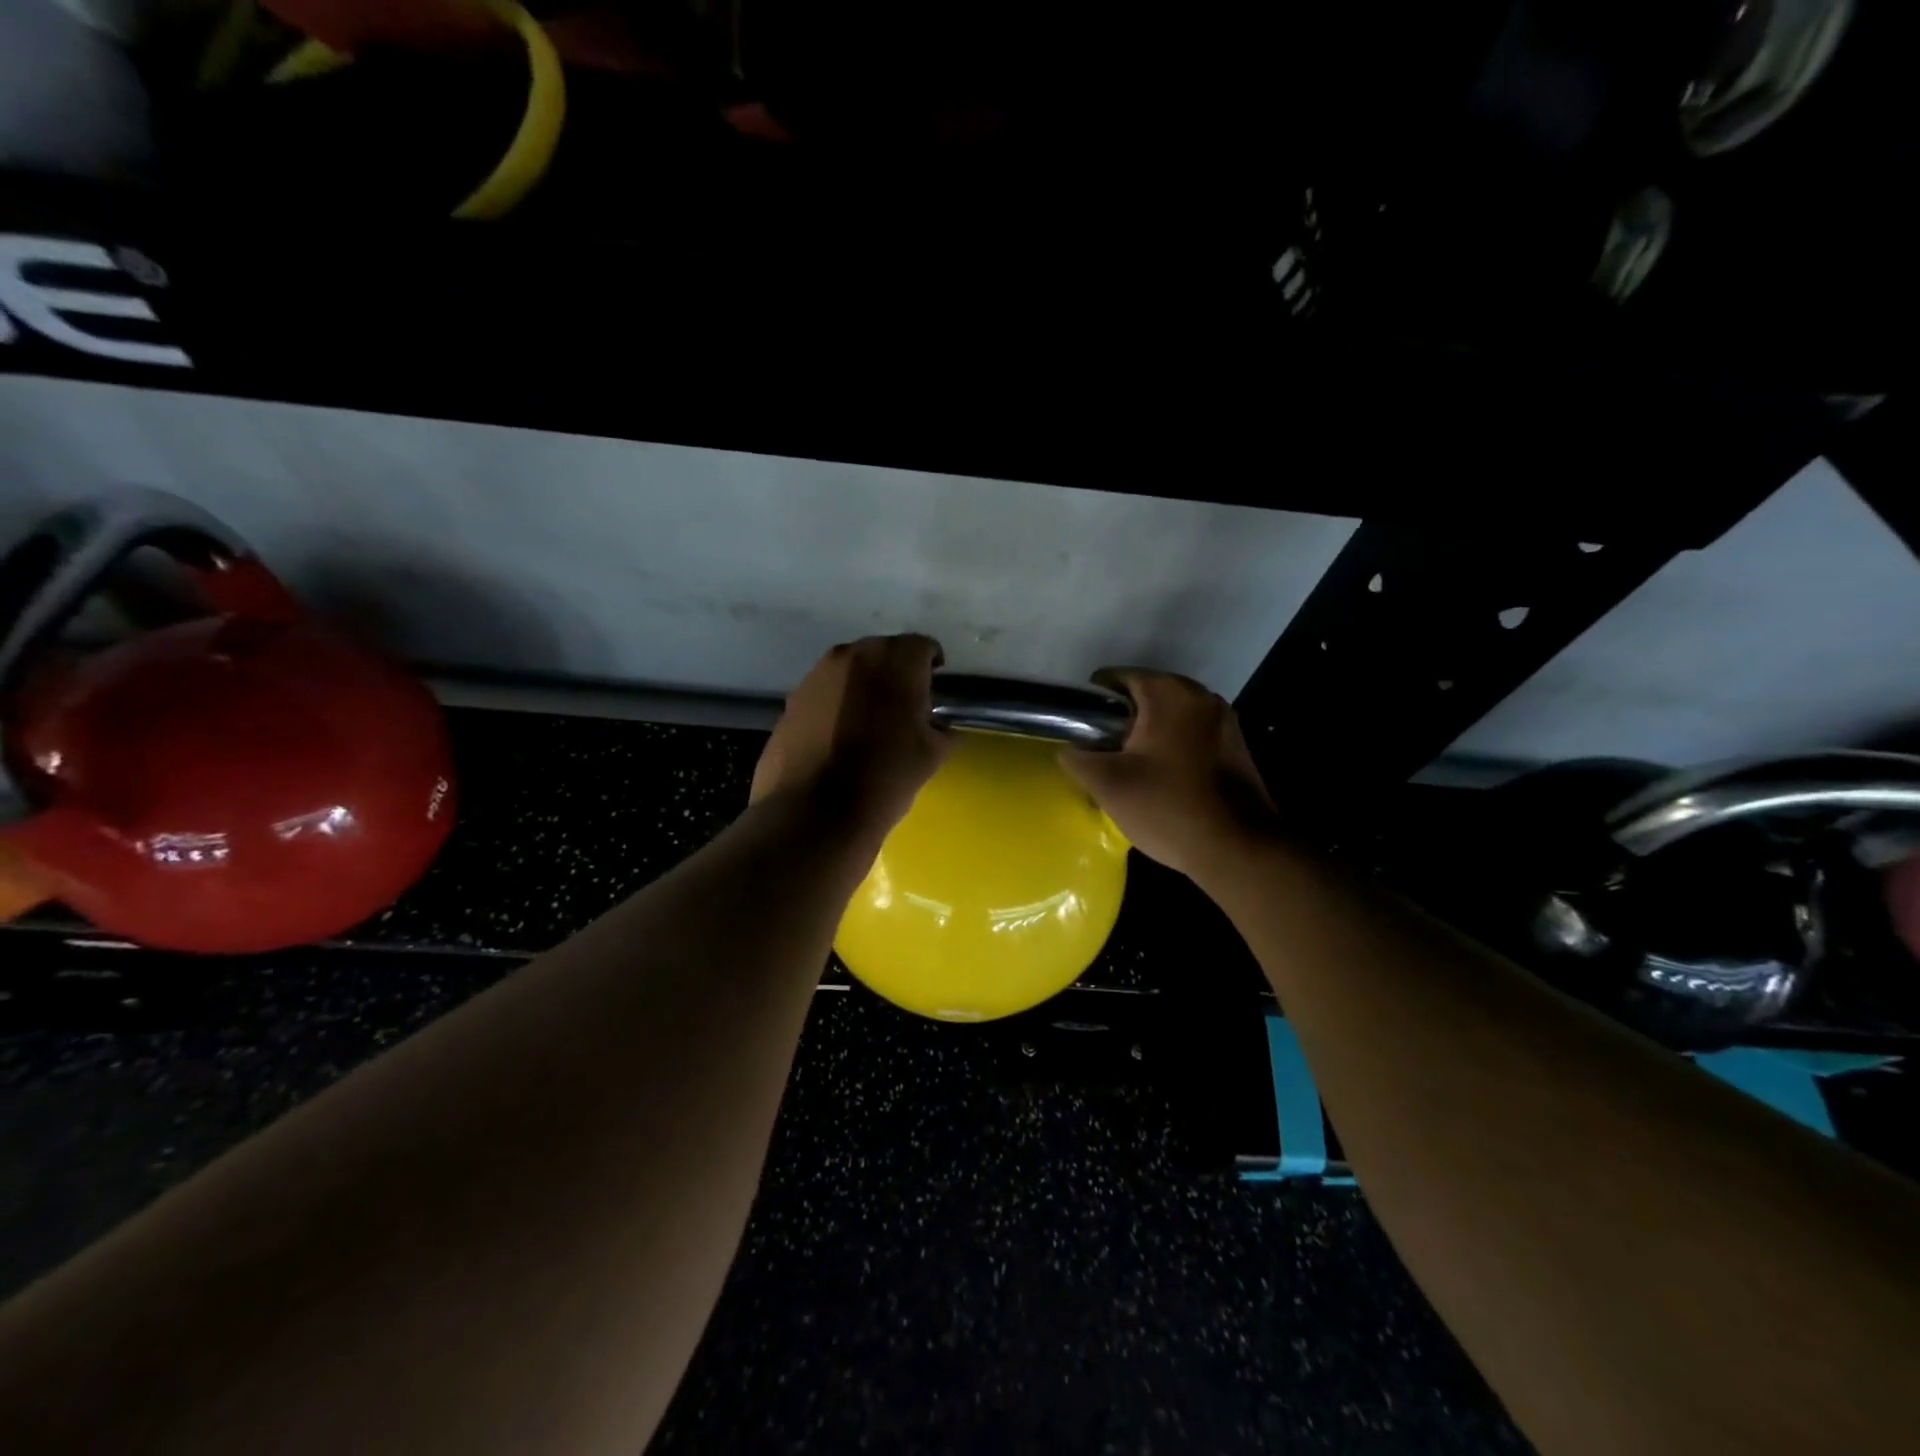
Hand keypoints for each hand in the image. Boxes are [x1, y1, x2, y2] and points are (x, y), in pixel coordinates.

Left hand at [751, 634, 950, 834]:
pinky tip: (840, 738)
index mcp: (894, 660)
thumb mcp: (932, 755)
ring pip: (849, 672)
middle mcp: (852, 655)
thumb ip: (941, 729)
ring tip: (870, 722)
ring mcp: (815, 676)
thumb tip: (937, 725)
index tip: (935, 685)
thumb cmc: (886, 777)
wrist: (816, 812)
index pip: (921, 647)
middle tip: (904, 704)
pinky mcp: (791, 701)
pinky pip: (823, 694)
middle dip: (895, 673)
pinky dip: (836, 706)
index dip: (932, 665)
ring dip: (862, 688)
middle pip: (882, 653)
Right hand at [1060, 668, 1276, 880]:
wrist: (1237, 849)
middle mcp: (1201, 695)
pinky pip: (1192, 734)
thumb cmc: (1168, 807)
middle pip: (1146, 695)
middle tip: (1101, 752)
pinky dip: (1172, 746)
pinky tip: (1161, 778)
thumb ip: (1078, 758)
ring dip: (1147, 734)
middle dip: (1121, 719)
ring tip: (1128, 767)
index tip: (1081, 730)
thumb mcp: (1108, 784)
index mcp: (1169, 692)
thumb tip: (1069, 749)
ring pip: (1170, 716)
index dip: (1093, 701)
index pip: (1117, 677)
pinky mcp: (1236, 746)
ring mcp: (1224, 720)